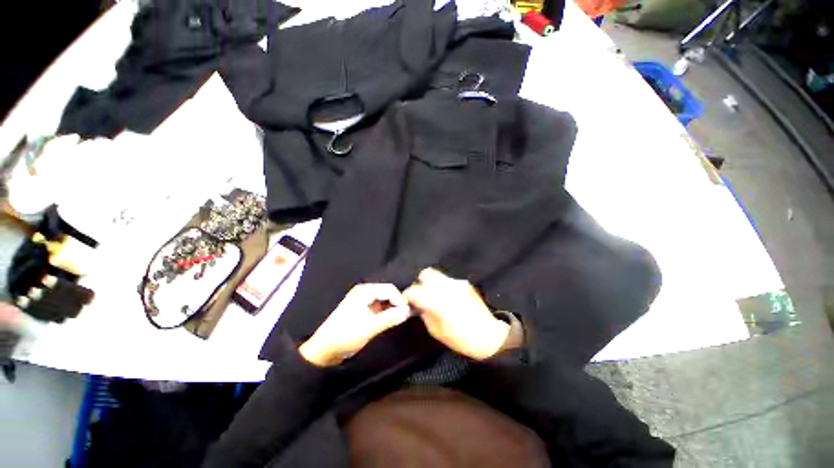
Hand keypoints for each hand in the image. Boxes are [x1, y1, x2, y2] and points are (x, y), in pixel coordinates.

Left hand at [299, 284, 410, 366]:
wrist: (323, 350)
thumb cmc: (346, 335)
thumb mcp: (370, 327)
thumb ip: (390, 318)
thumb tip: (408, 312)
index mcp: (365, 291)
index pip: (389, 289)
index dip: (400, 300)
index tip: (408, 313)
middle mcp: (364, 292)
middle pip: (387, 293)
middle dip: (397, 303)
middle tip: (407, 316)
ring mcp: (363, 300)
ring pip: (384, 300)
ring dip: (393, 308)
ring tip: (401, 318)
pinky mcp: (362, 309)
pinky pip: (379, 306)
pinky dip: (387, 312)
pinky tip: (392, 320)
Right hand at [404, 268, 508, 360]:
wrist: (488, 336)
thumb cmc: (460, 339)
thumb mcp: (436, 331)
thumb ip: (424, 313)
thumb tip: (418, 304)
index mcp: (437, 301)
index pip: (414, 290)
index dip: (408, 294)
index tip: (408, 300)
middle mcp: (446, 287)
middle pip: (426, 274)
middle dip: (420, 283)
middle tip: (421, 295)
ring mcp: (456, 283)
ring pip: (437, 275)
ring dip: (432, 284)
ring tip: (434, 296)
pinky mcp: (464, 283)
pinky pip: (448, 281)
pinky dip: (443, 286)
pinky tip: (448, 298)